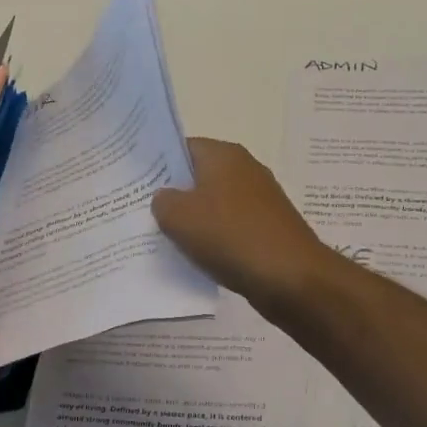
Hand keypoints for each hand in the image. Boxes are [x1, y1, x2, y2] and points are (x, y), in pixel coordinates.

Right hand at [152, 138, 326, 308]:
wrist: (291, 279)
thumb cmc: (230, 236)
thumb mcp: (178, 216)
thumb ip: (161, 200)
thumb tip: (165, 199)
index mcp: (223, 155)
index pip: (181, 148)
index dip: (157, 163)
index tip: (135, 182)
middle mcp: (244, 169)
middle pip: (197, 176)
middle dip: (173, 194)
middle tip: (142, 212)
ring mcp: (259, 200)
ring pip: (213, 204)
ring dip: (192, 220)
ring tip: (163, 237)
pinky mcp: (267, 228)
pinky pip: (229, 228)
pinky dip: (213, 239)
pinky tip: (196, 256)